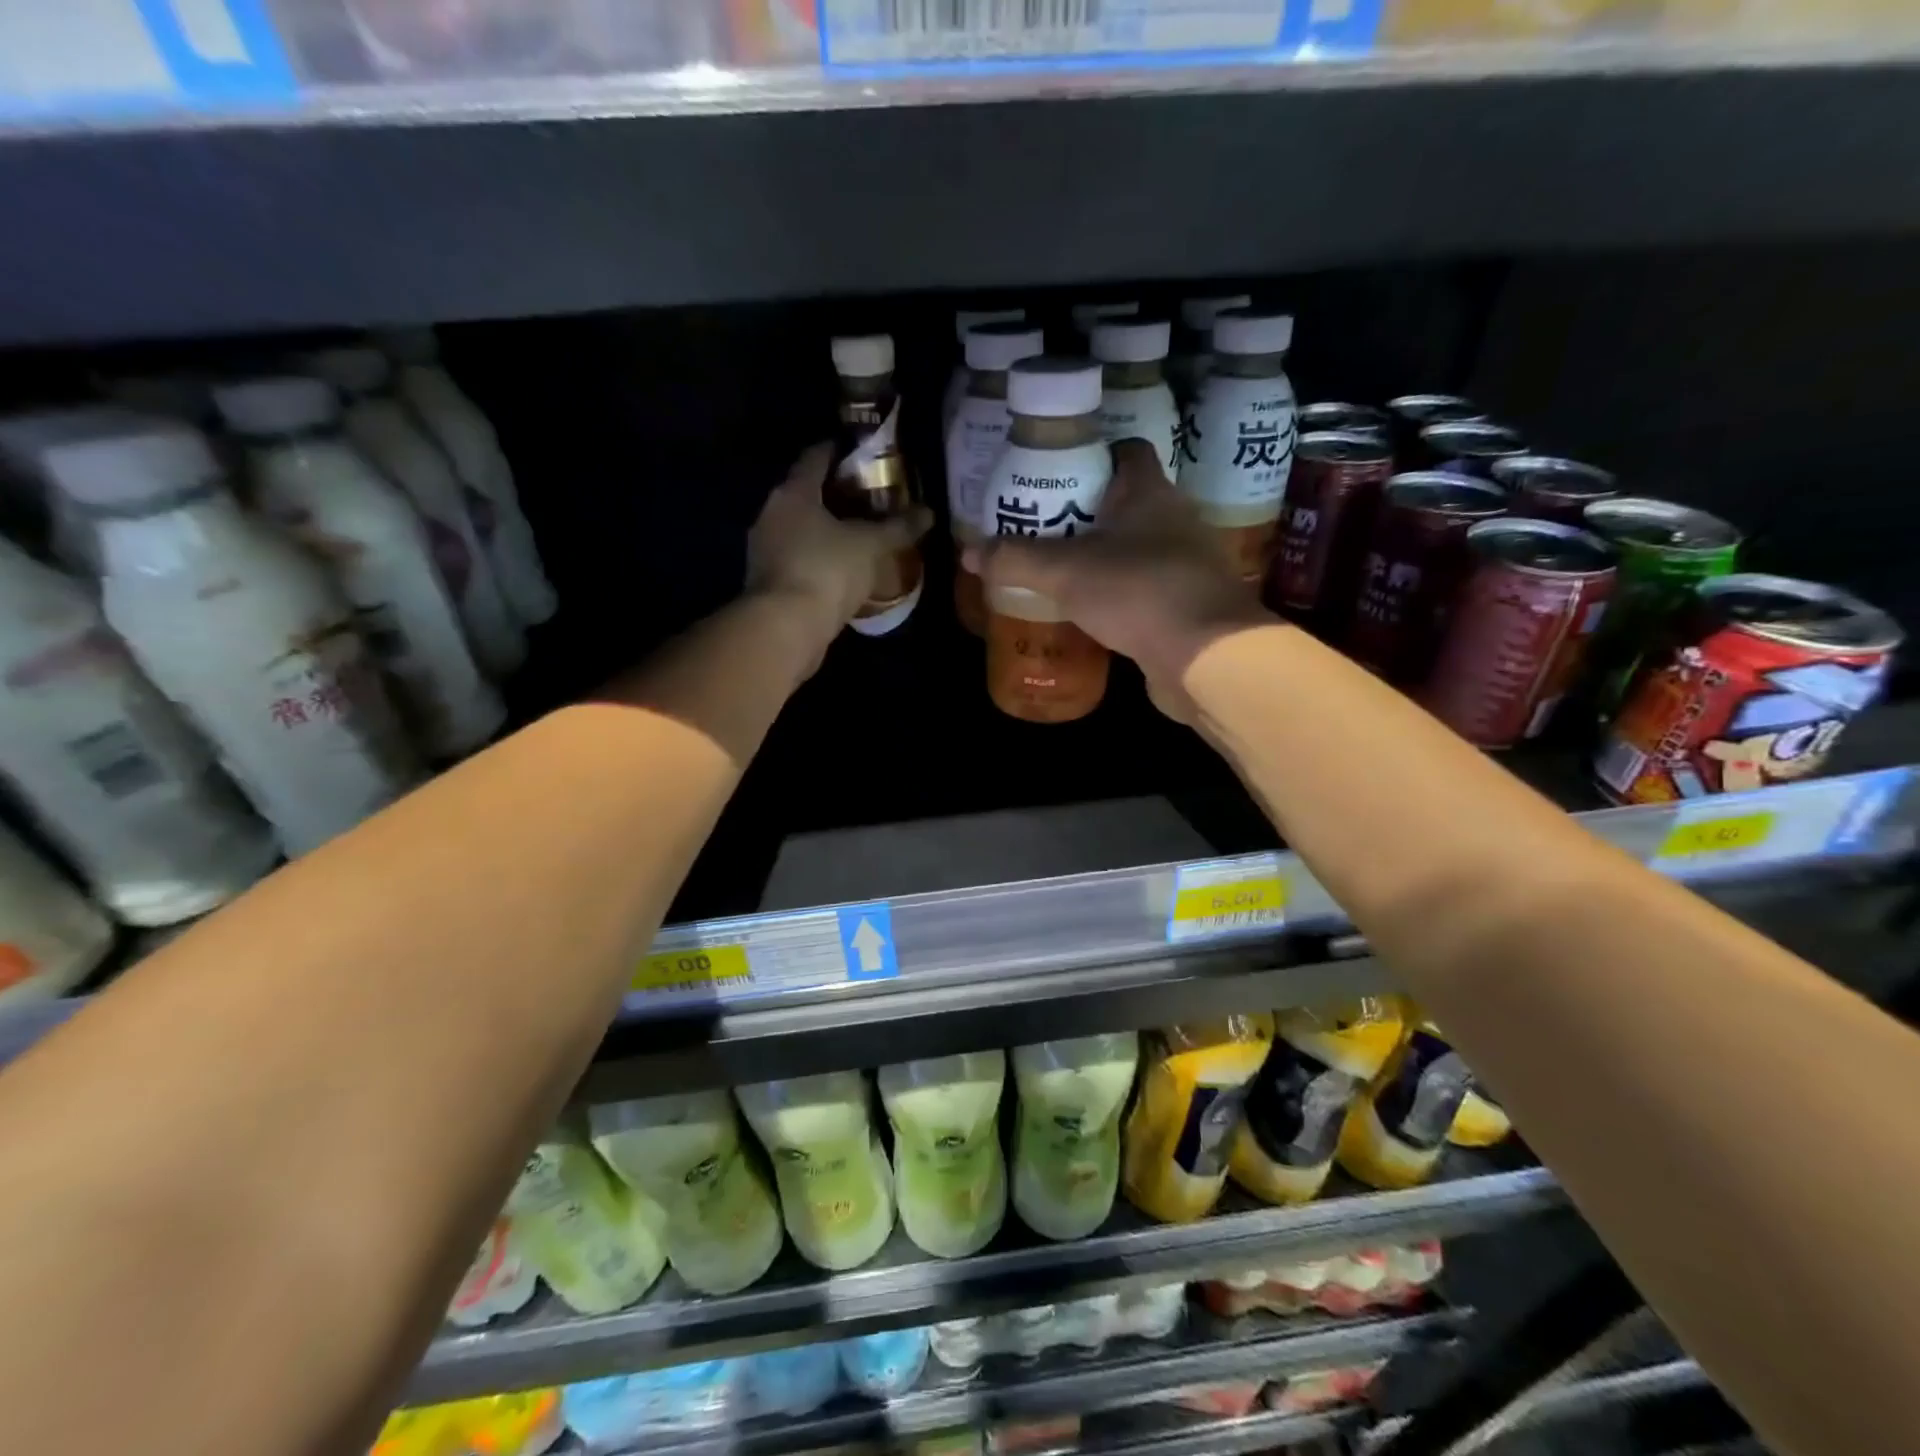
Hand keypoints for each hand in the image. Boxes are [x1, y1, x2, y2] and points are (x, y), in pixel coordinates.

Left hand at [747, 443, 931, 637]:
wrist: (785, 628)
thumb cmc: (827, 571)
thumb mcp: (871, 546)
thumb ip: (898, 527)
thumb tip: (929, 512)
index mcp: (793, 492)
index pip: (815, 457)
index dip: (839, 451)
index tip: (863, 455)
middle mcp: (771, 513)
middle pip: (805, 493)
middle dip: (835, 495)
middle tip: (869, 499)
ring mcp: (764, 549)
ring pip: (799, 528)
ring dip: (824, 530)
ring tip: (858, 536)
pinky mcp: (766, 582)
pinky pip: (797, 558)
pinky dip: (817, 558)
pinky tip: (840, 570)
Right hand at [964, 439, 1270, 720]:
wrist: (1205, 654)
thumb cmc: (1137, 591)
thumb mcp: (1064, 572)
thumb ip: (1016, 559)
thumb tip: (968, 552)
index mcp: (1149, 492)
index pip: (1126, 452)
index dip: (1092, 456)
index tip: (1056, 476)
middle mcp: (1175, 520)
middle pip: (1128, 503)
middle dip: (1088, 514)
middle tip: (1045, 528)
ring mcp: (1187, 564)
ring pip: (1138, 548)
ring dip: (1106, 557)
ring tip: (1062, 572)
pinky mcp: (1188, 603)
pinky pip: (1147, 588)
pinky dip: (1121, 594)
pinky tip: (1092, 612)